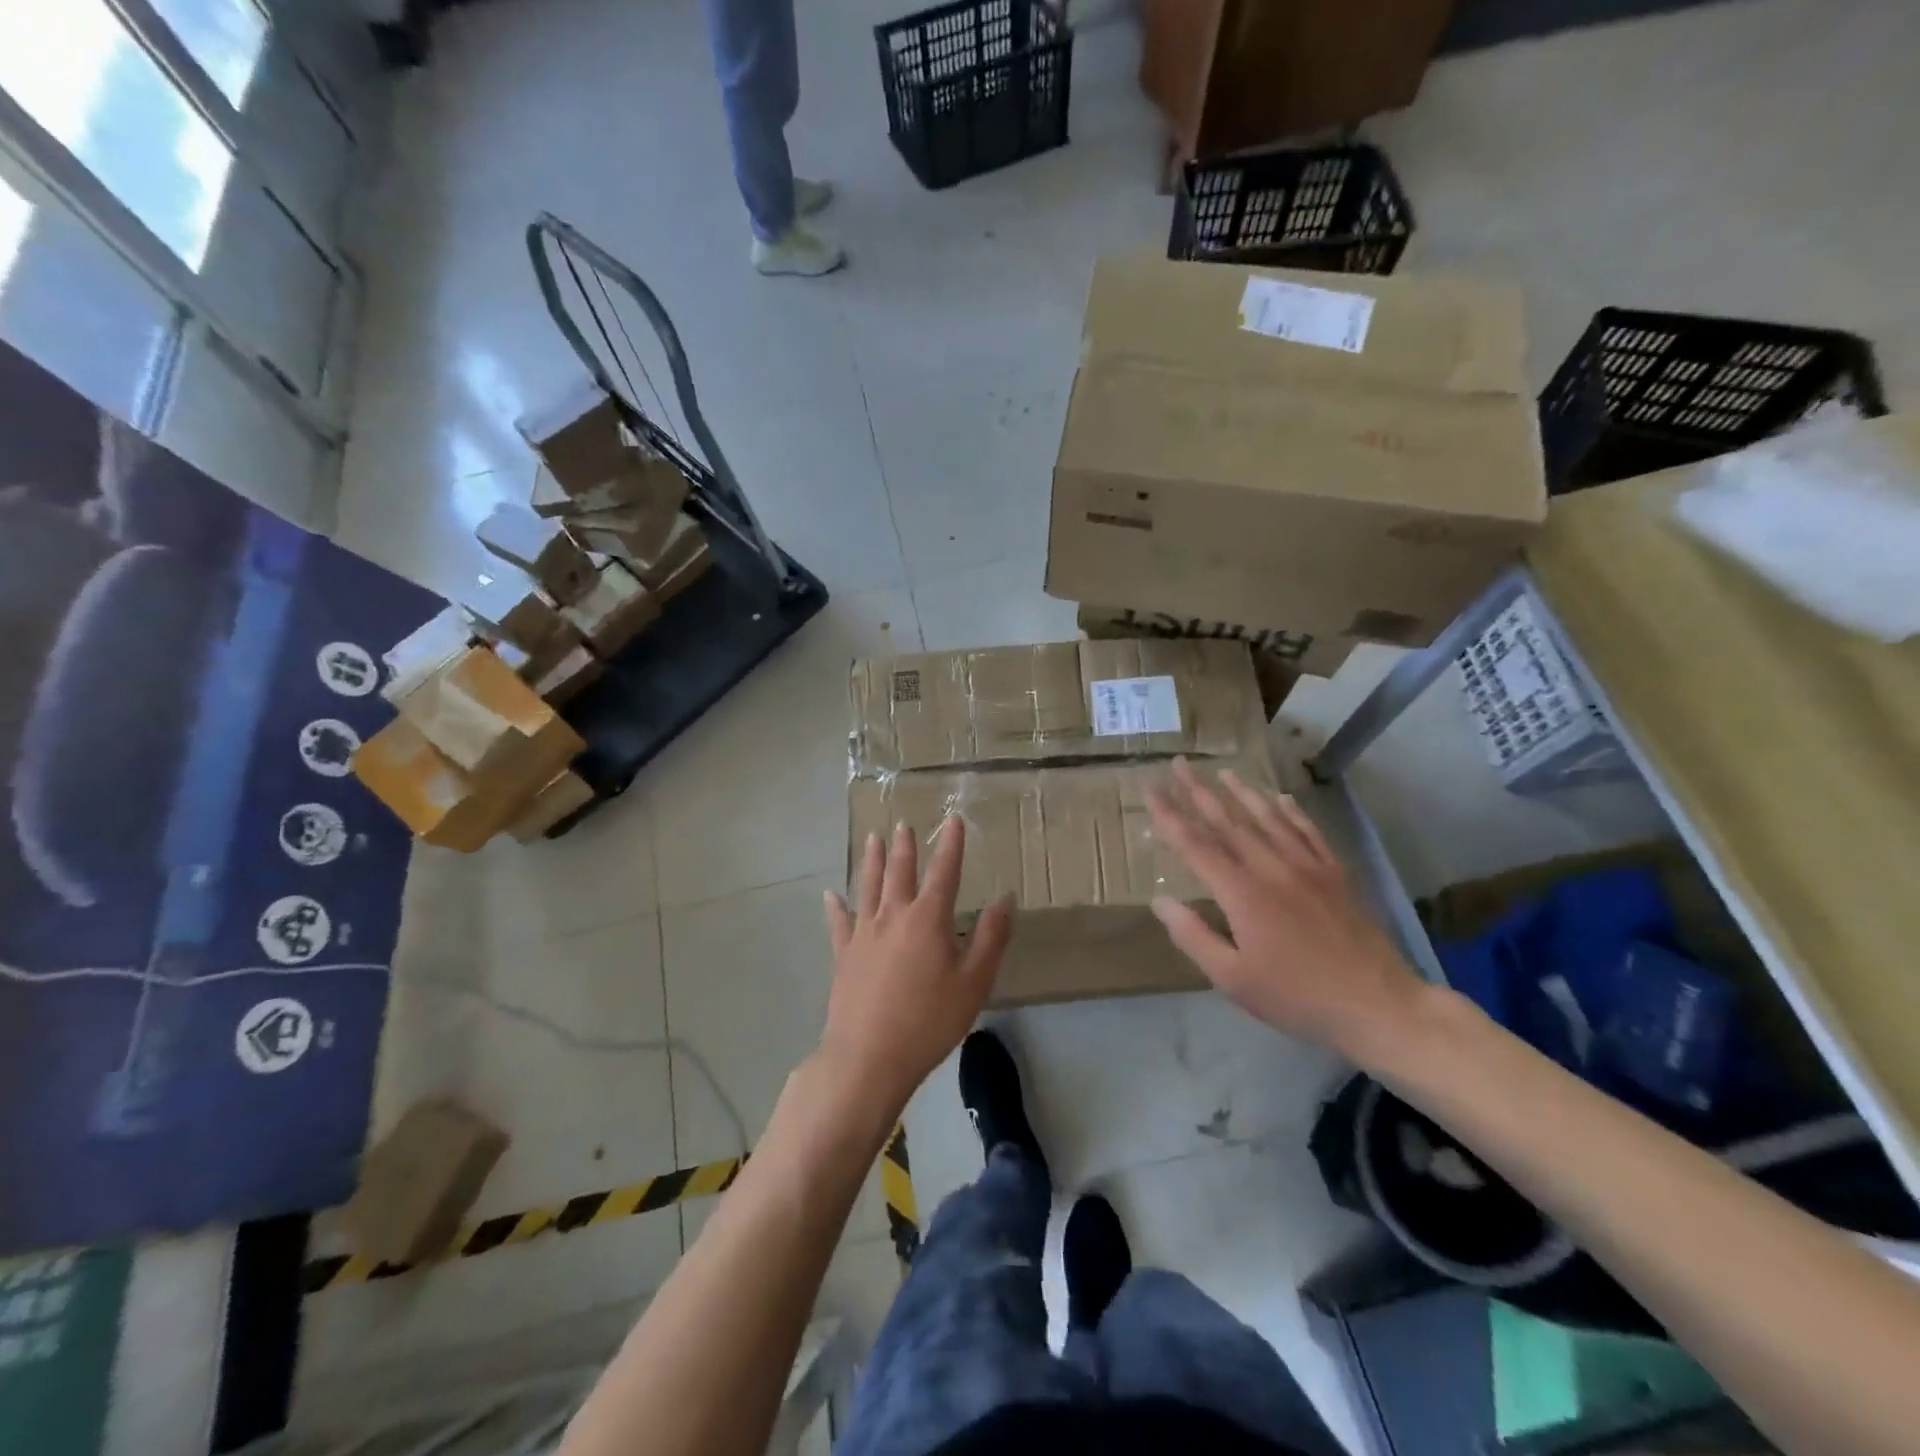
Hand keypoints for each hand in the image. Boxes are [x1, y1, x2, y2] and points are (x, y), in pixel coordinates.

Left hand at [820, 818, 1012, 1111]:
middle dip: (905, 847)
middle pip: (900, 872)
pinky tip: (830, 895)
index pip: (944, 872)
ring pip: (868, 887)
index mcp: (928, 919)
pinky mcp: (843, 955)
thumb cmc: (929, 1020)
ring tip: (872, 839)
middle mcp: (893, 915)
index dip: (951, 845)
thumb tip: (1004, 898)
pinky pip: (838, 923)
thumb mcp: (974, 982)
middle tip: (904, 824)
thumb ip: (991, 937)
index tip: (954, 820)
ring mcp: (864, 933)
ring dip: (872, 861)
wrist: (869, 1056)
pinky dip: (835, 907)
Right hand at [1146, 758, 1424, 1057]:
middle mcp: (1271, 868)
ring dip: (1242, 792)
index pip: (1195, 844)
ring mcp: (1307, 867)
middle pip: (1228, 821)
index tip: (1150, 787)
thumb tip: (1161, 901)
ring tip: (1222, 771)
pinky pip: (1308, 832)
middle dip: (1199, 790)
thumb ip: (1194, 937)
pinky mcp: (1334, 874)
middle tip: (1179, 763)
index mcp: (1241, 893)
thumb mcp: (1232, 979)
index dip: (1169, 814)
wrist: (1376, 1004)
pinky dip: (1291, 811)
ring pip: (1268, 818)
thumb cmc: (1296, 996)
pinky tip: (1281, 798)